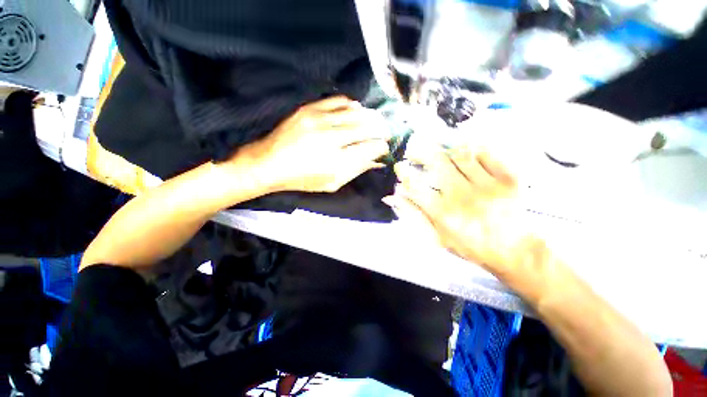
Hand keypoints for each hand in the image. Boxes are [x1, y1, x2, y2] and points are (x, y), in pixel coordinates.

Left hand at [241, 96, 390, 192]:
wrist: (269, 163)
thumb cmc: (302, 179)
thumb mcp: (331, 183)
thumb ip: (355, 170)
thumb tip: (375, 160)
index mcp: (337, 162)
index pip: (370, 148)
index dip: (381, 147)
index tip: (384, 147)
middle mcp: (331, 139)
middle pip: (366, 127)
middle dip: (381, 129)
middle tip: (386, 132)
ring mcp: (319, 120)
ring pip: (355, 113)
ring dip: (370, 116)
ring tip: (376, 121)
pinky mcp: (309, 109)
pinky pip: (338, 101)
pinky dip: (351, 105)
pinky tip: (356, 110)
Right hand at [391, 144, 529, 276]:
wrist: (514, 251)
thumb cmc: (470, 246)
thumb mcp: (436, 236)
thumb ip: (414, 215)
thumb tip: (391, 198)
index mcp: (442, 212)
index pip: (415, 185)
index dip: (404, 172)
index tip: (400, 166)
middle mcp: (462, 196)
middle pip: (437, 163)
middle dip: (421, 153)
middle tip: (415, 151)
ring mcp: (487, 185)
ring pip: (460, 155)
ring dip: (445, 150)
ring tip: (440, 151)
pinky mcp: (508, 179)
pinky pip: (487, 154)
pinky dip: (474, 149)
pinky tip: (467, 152)